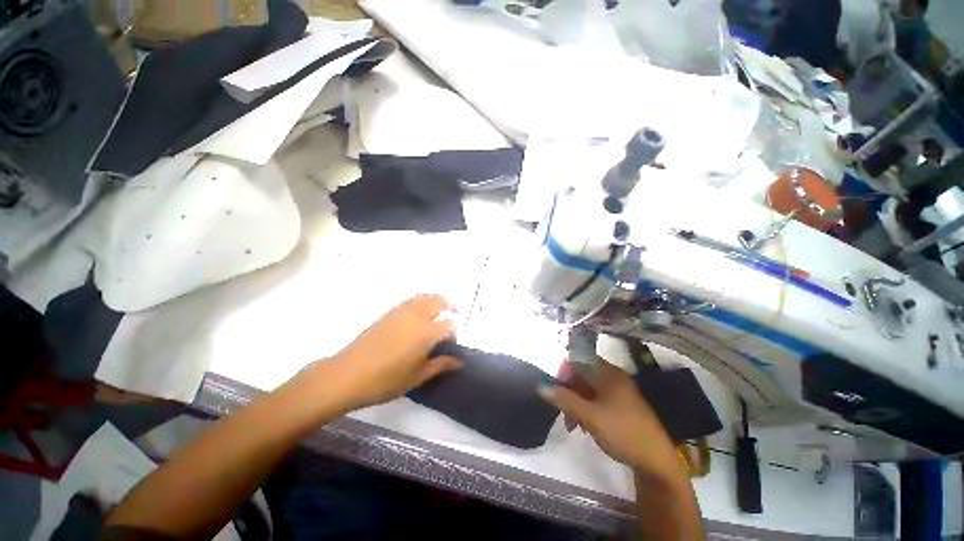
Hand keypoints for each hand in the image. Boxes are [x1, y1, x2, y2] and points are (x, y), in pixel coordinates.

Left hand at [324, 295, 462, 409]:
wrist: (348, 375)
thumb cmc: (386, 380)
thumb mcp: (418, 376)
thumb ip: (441, 365)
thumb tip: (459, 361)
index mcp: (427, 332)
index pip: (450, 325)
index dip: (454, 334)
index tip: (450, 346)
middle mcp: (417, 316)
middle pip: (439, 301)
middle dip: (449, 307)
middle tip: (452, 317)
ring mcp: (402, 311)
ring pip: (425, 297)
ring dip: (435, 301)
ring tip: (437, 313)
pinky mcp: (389, 313)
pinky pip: (411, 301)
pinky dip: (421, 302)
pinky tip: (417, 316)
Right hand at [538, 357, 681, 478]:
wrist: (657, 462)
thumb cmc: (622, 432)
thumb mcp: (590, 416)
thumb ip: (565, 399)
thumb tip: (541, 386)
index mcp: (608, 374)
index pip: (579, 360)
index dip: (564, 371)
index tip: (556, 389)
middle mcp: (614, 378)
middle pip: (583, 375)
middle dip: (569, 391)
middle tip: (562, 411)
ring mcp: (620, 392)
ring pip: (589, 389)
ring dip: (576, 403)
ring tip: (573, 425)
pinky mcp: (622, 406)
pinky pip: (598, 400)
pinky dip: (587, 409)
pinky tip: (584, 426)